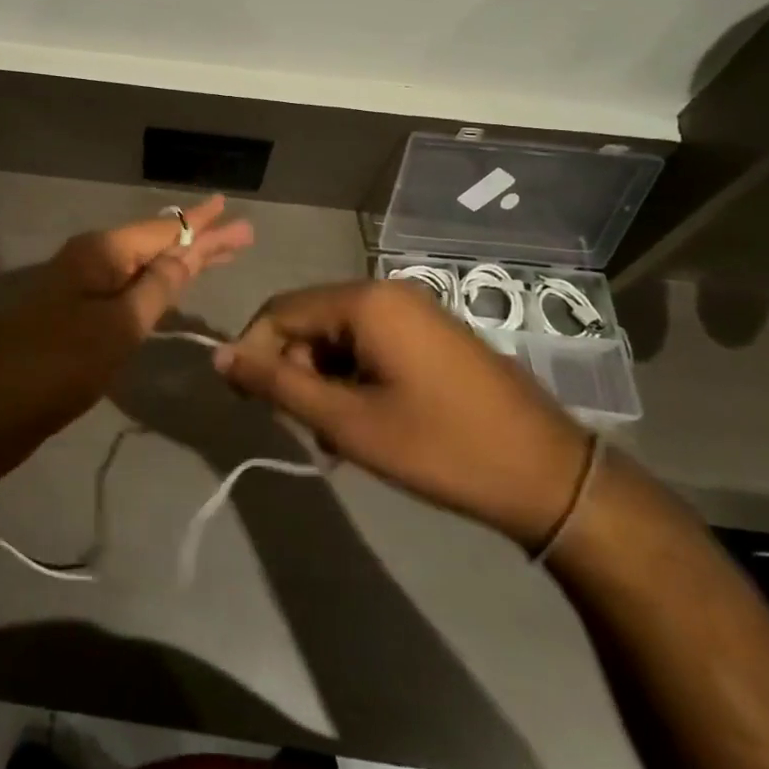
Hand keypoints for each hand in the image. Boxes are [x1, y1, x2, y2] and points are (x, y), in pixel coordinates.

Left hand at [0, 197, 253, 471]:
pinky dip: (156, 283)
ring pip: (142, 265)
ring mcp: (81, 284)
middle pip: (155, 242)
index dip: (199, 222)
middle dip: (198, 240)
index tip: (227, 204)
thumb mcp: (119, 326)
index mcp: (101, 252)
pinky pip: (127, 286)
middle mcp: (91, 258)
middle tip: (242, 234)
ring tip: (221, 254)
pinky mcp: (76, 311)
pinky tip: (174, 283)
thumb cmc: (60, 365)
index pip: (162, 229)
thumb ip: (156, 288)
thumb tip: (186, 253)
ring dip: (180, 261)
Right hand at [214, 280, 590, 549]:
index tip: (246, 401)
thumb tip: (220, 357)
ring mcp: (414, 310)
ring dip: (324, 380)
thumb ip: (278, 384)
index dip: (253, 352)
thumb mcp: (347, 422)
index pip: (280, 311)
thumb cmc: (440, 448)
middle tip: (305, 428)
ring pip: (339, 336)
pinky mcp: (431, 333)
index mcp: (365, 302)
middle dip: (294, 370)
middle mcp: (387, 292)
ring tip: (339, 436)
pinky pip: (371, 343)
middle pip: (309, 320)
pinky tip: (368, 421)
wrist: (549, 476)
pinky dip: (355, 377)